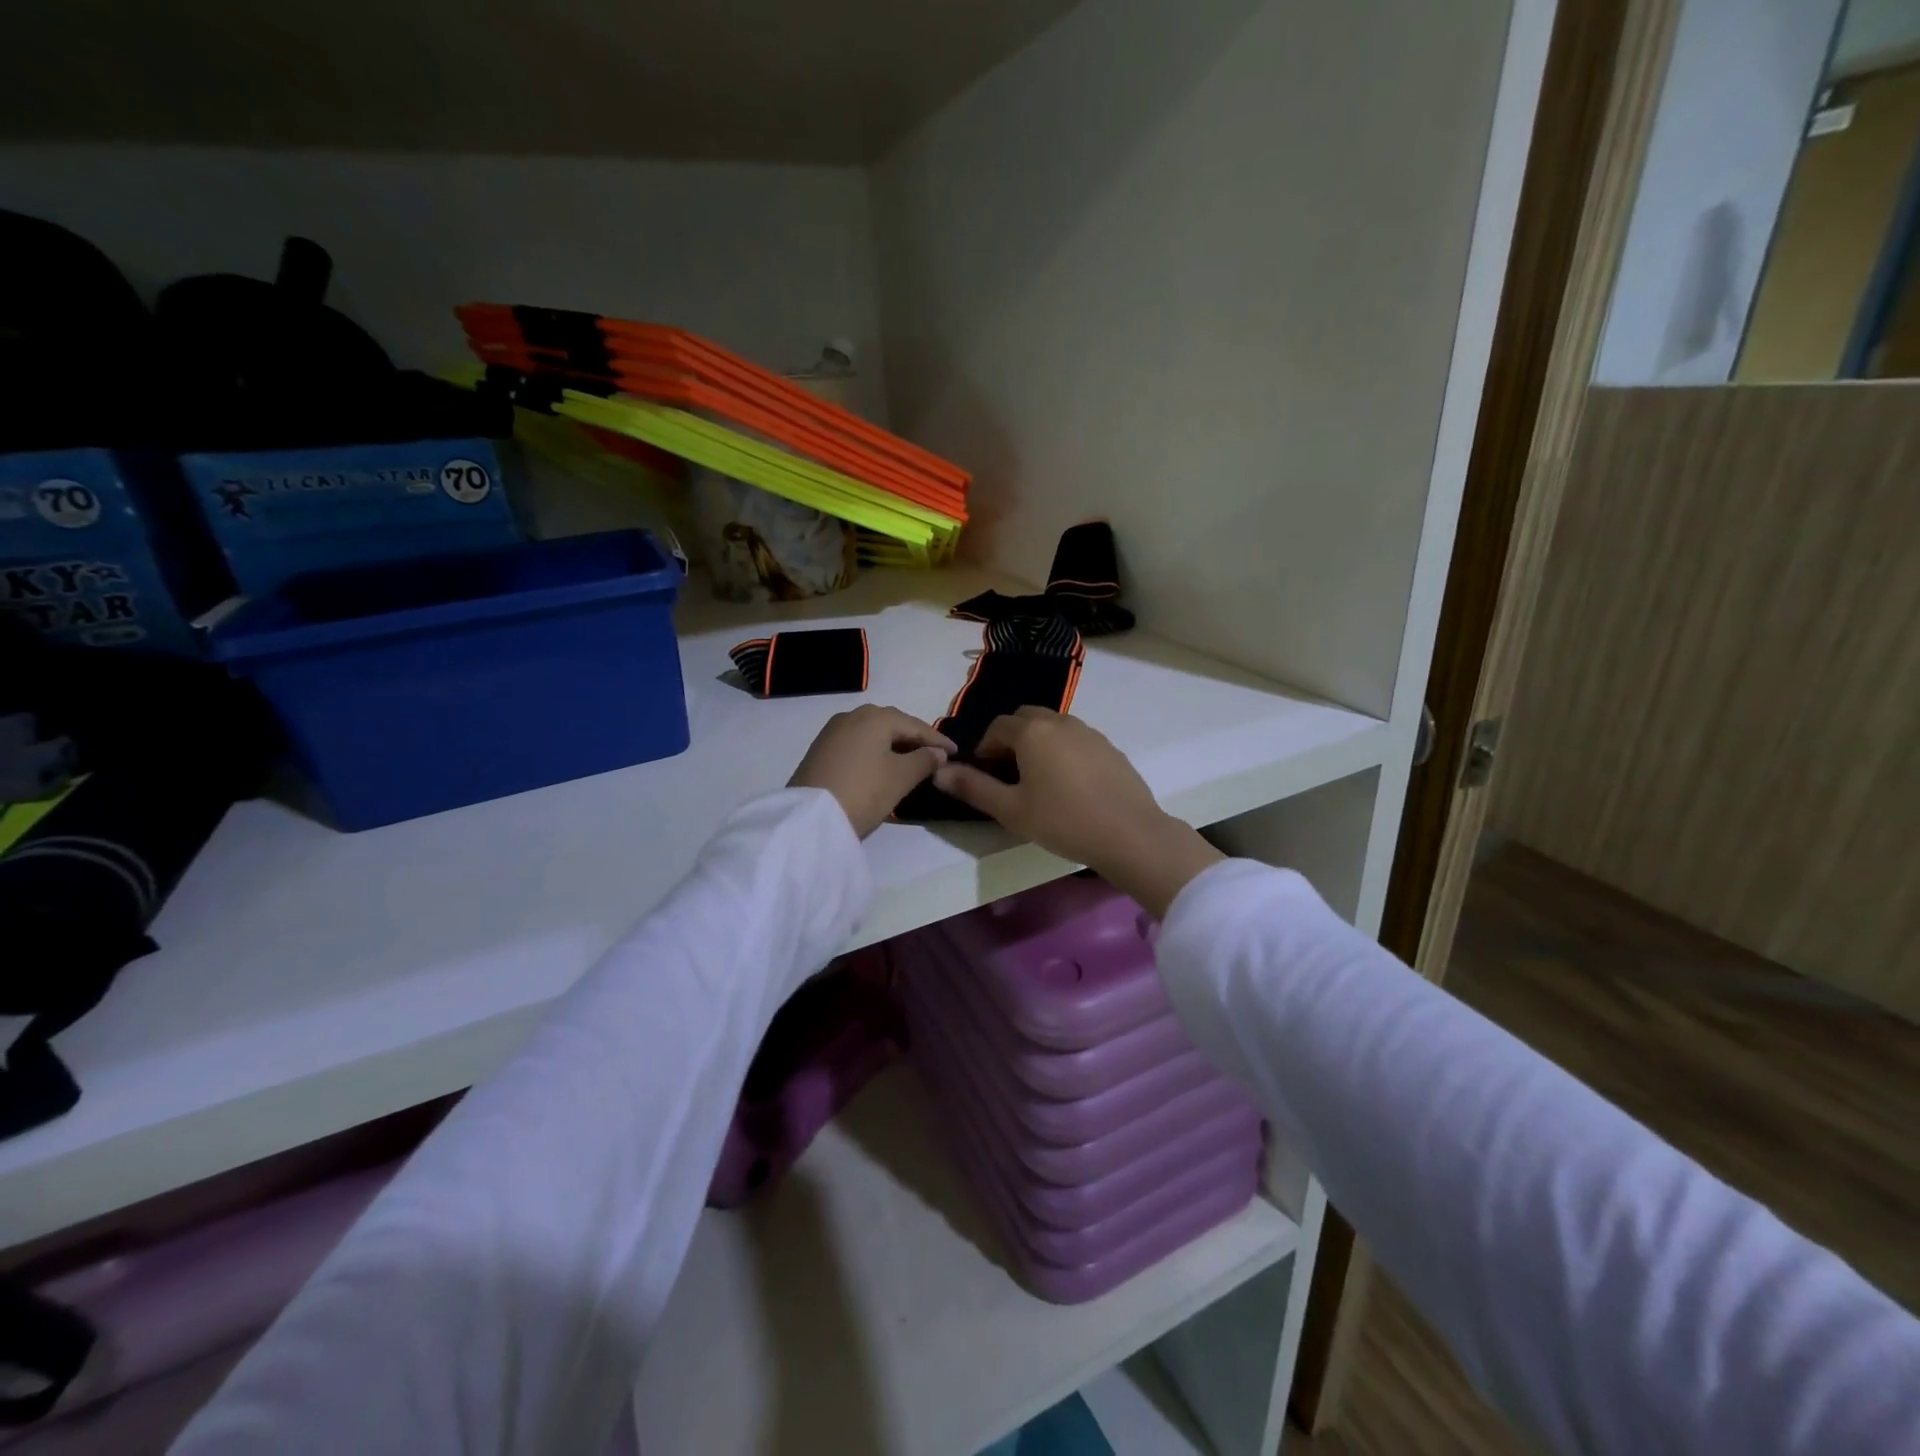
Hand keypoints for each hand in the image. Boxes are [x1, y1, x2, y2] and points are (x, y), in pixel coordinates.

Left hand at [789, 705, 955, 838]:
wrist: (810, 818)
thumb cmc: (864, 791)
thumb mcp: (901, 778)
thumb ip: (924, 760)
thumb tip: (938, 751)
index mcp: (875, 716)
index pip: (915, 725)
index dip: (938, 739)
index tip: (956, 752)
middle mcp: (853, 716)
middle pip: (892, 724)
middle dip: (914, 738)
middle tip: (934, 754)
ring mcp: (832, 731)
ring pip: (872, 733)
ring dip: (893, 745)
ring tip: (910, 761)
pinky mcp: (820, 749)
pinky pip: (857, 743)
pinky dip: (874, 751)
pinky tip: (882, 765)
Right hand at [931, 707, 1222, 916]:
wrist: (1129, 833)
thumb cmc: (1063, 821)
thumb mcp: (1011, 810)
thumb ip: (973, 788)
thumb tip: (938, 772)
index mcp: (1032, 732)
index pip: (997, 727)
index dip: (984, 748)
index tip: (985, 774)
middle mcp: (1061, 722)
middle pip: (1026, 718)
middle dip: (1011, 739)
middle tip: (1009, 773)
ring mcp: (1090, 732)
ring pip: (1053, 726)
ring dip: (1038, 743)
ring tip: (1038, 779)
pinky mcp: (1110, 747)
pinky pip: (1076, 739)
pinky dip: (1063, 751)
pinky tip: (1070, 784)